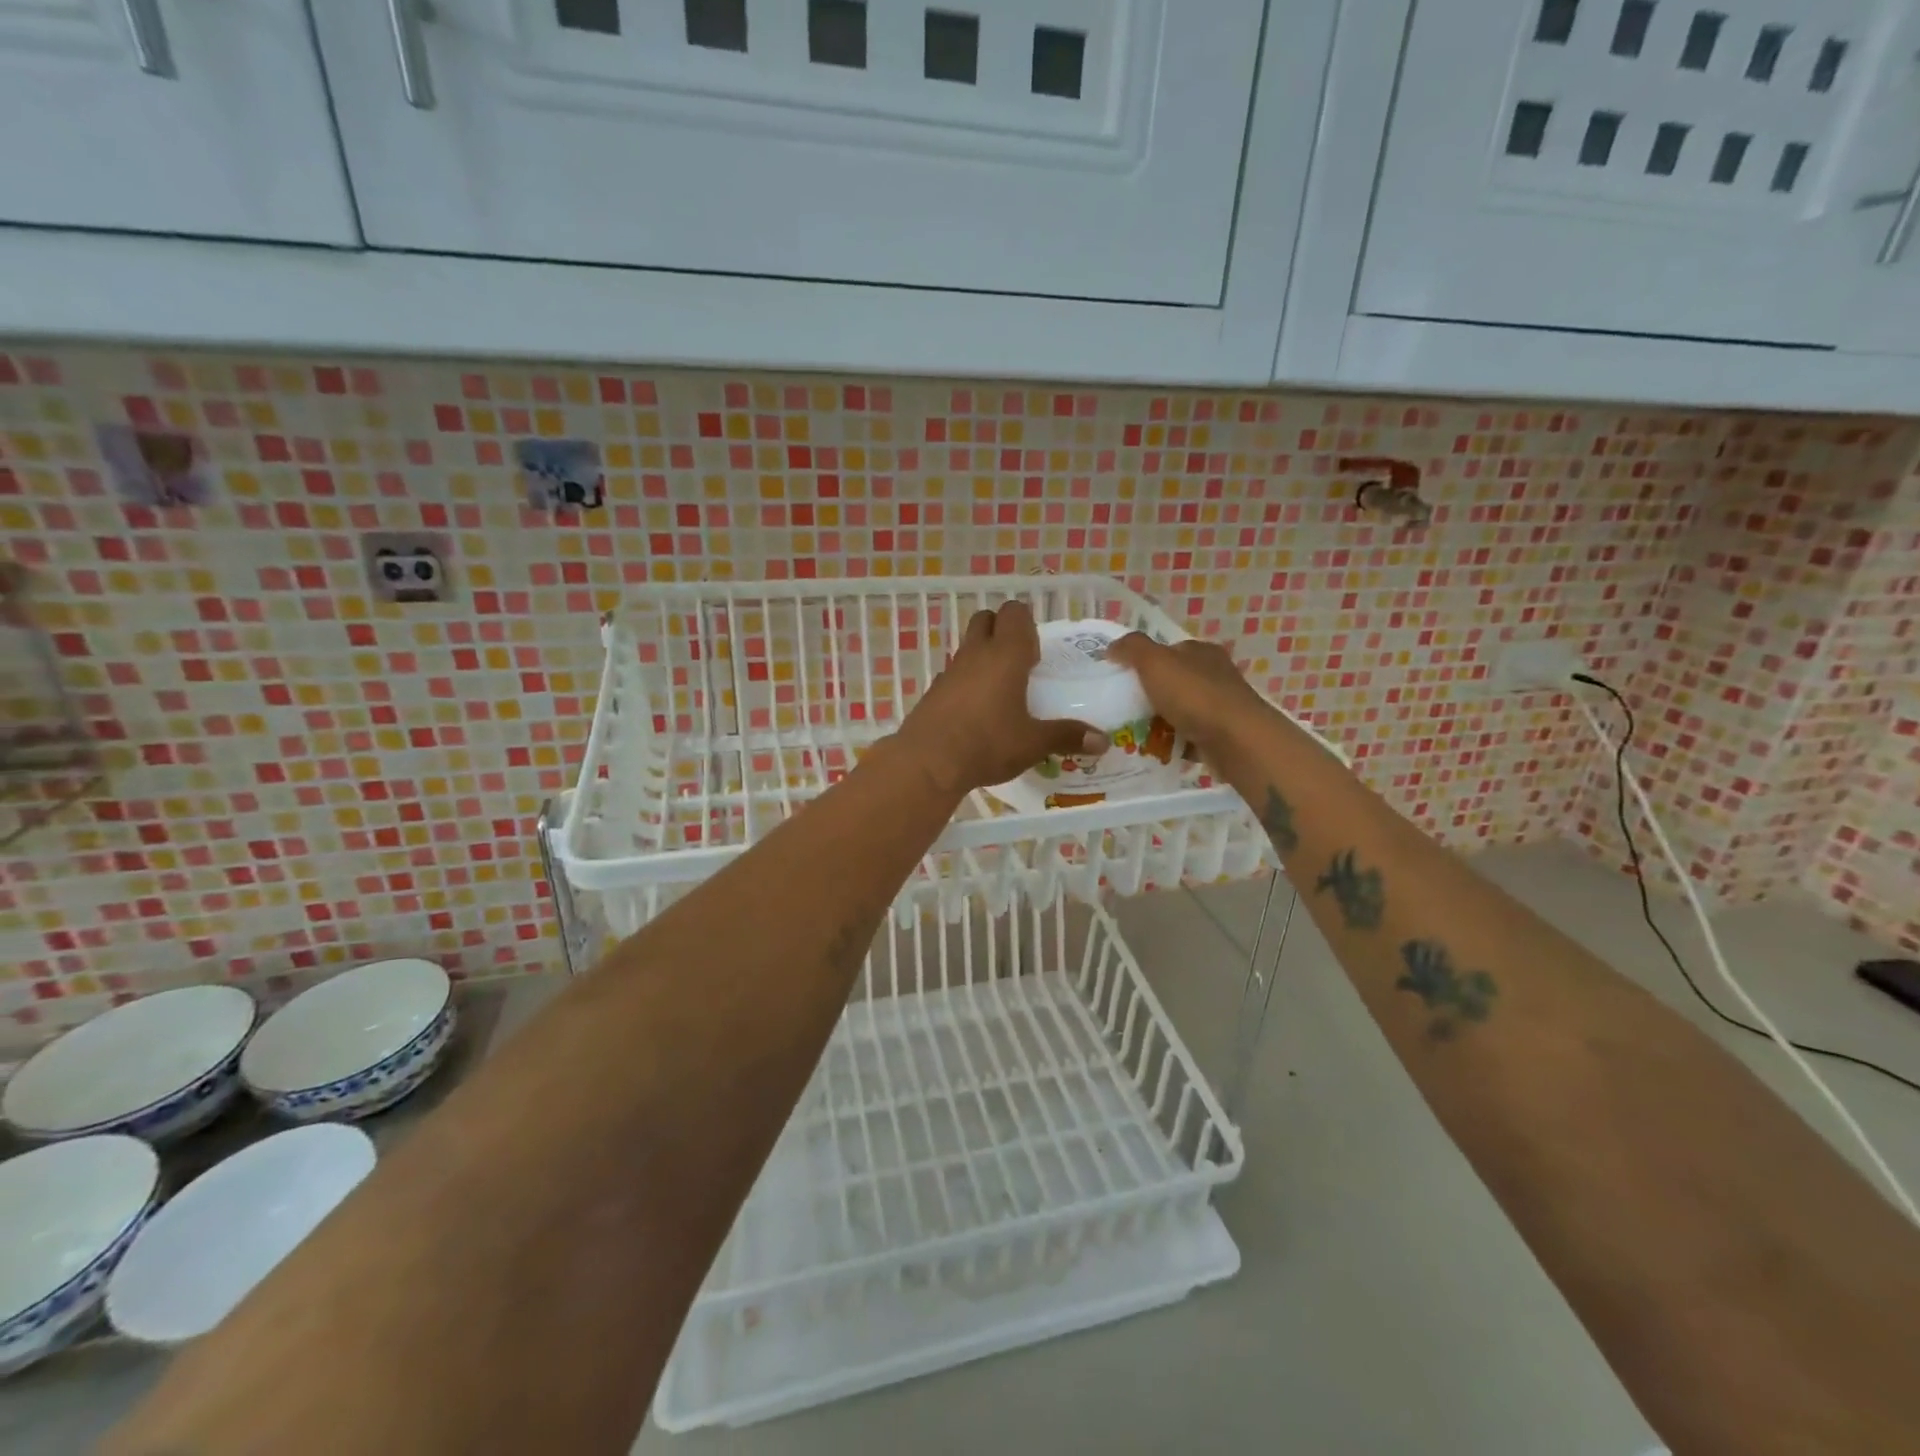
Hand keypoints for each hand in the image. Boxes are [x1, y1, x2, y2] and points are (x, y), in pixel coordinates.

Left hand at [893, 601, 1105, 795]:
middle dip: (1002, 630)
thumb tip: (1103, 741)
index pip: (1014, 613)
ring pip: (967, 646)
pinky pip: (953, 674)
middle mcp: (976, 654)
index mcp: (1005, 655)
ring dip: (983, 656)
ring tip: (1000, 690)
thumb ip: (1067, 736)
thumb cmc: (988, 743)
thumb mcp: (1033, 743)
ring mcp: (950, 671)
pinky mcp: (933, 691)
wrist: (928, 762)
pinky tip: (975, 711)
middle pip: (986, 619)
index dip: (1027, 625)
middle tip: (1019, 663)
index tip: (1036, 654)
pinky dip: (965, 682)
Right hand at [1105, 633, 1271, 766]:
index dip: (1143, 661)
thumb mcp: (1155, 662)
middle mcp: (1214, 675)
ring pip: (1180, 710)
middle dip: (1149, 694)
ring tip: (1133, 733)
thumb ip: (1132, 649)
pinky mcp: (1221, 735)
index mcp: (1201, 652)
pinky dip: (1173, 742)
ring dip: (1159, 721)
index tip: (1121, 679)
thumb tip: (1112, 647)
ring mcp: (1220, 706)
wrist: (1236, 741)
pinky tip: (1156, 750)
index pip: (1168, 651)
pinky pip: (1188, 736)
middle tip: (1122, 709)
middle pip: (1172, 682)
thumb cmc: (1194, 696)